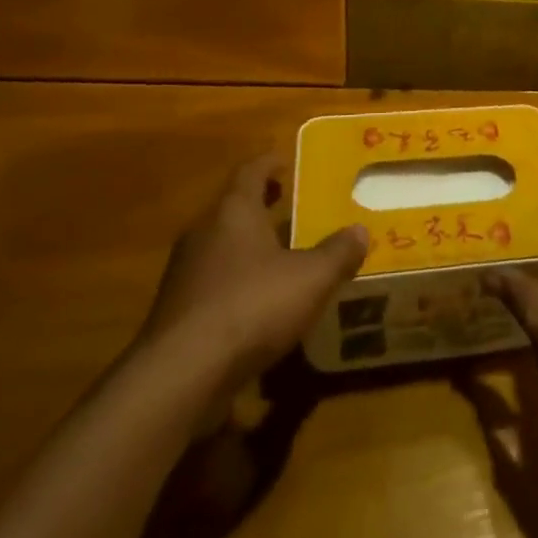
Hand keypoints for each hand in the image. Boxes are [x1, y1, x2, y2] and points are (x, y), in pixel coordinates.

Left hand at [135, 154, 367, 397]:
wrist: (182, 375)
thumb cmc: (252, 305)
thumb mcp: (312, 277)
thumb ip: (338, 252)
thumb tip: (359, 231)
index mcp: (233, 212)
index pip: (250, 172)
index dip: (269, 163)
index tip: (285, 162)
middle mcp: (203, 233)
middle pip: (232, 208)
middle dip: (260, 206)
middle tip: (290, 207)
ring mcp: (184, 274)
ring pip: (221, 247)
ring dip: (248, 246)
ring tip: (281, 255)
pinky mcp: (177, 312)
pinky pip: (213, 283)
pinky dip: (236, 282)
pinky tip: (259, 302)